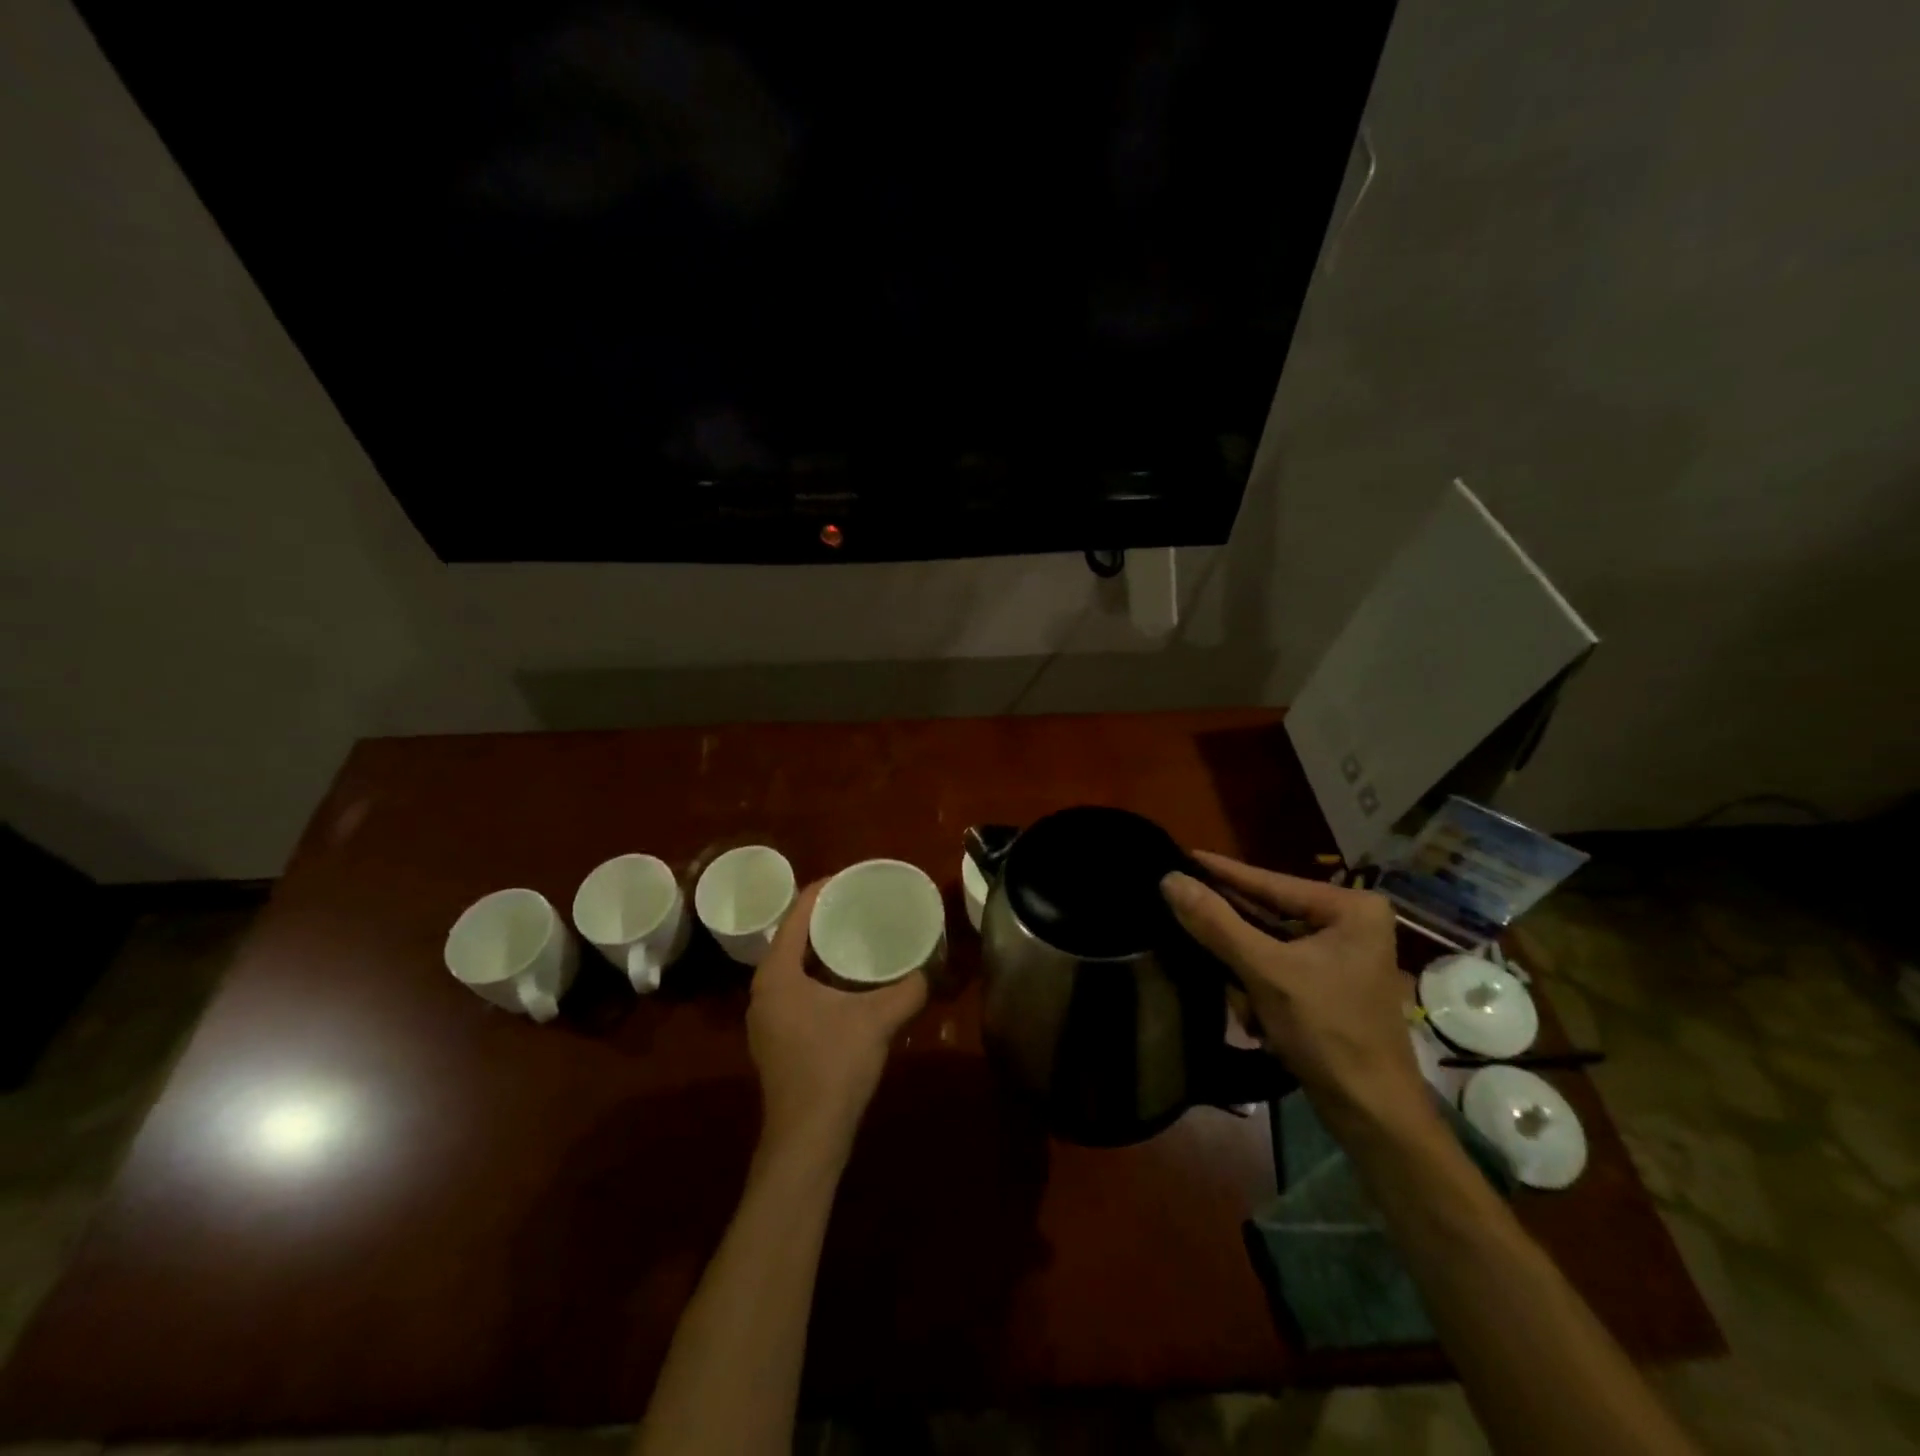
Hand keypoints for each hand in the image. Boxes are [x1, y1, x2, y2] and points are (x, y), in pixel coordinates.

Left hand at [747, 881, 927, 1161]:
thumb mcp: (878, 1020)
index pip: (796, 915)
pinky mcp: (776, 1038)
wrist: (807, 1138)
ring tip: (856, 935)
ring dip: (822, 949)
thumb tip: (929, 971)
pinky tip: (848, 982)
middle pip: (793, 937)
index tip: (852, 878)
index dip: (823, 891)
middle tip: (860, 904)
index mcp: (777, 974)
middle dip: (825, 918)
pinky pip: (796, 989)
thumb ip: (908, 989)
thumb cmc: (834, 1066)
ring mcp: (766, 1017)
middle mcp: (763, 990)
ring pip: (794, 966)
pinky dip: (819, 975)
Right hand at [1161, 852, 1431, 1138]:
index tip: (1181, 855)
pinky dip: (1258, 989)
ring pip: (1266, 946)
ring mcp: (1341, 955)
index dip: (1221, 873)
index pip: (1270, 882)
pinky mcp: (1330, 985)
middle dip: (1233, 938)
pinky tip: (1256, 1018)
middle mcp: (1350, 923)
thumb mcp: (1266, 972)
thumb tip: (1170, 880)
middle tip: (1180, 914)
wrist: (1373, 1115)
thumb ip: (1216, 923)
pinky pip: (1276, 969)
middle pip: (1268, 915)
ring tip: (1235, 994)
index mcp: (1350, 908)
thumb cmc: (1329, 1033)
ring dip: (1244, 973)